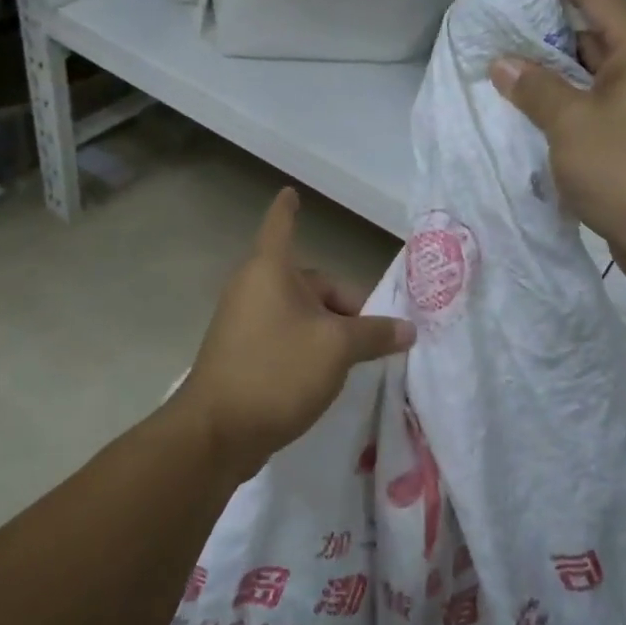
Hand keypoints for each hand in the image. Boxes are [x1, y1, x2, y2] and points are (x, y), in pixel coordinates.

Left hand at [176, 189, 414, 477]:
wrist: (217, 432)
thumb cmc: (277, 370)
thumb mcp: (337, 349)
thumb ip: (374, 334)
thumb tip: (408, 329)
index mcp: (270, 270)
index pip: (281, 225)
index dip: (288, 208)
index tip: (291, 192)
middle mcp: (253, 288)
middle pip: (307, 282)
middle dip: (343, 304)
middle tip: (373, 337)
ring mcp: (243, 322)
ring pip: (298, 313)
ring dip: (328, 330)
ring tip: (354, 360)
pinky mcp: (240, 353)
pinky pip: (283, 336)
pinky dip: (307, 346)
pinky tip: (326, 376)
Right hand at [489, 0, 625, 289]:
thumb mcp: (570, 123)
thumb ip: (535, 87)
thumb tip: (504, 63)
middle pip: (595, 31)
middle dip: (548, 27)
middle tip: (499, 21)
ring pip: (593, 71)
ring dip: (554, 69)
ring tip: (505, 63)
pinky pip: (597, 102)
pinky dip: (567, 100)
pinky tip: (532, 107)